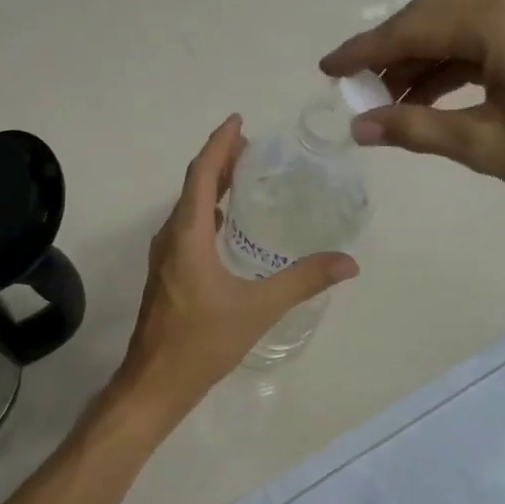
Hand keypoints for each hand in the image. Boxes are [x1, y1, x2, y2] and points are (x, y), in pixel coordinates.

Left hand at [118, 116, 357, 406]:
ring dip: (212, 186)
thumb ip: (302, 281)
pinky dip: (207, 212)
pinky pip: (187, 227)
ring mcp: (165, 257)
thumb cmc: (202, 342)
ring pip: (188, 207)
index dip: (219, 144)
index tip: (239, 121)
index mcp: (188, 235)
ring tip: (243, 175)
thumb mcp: (258, 309)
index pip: (202, 175)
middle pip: (194, 185)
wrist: (156, 382)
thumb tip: (348, 263)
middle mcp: (171, 238)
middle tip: (252, 146)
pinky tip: (226, 225)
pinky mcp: (167, 274)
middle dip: (219, 160)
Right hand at [320, 0, 504, 216]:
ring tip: (387, 100)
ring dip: (419, 58)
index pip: (414, 26)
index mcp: (501, 19)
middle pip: (432, 15)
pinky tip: (429, 93)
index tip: (327, 69)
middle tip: (354, 87)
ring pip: (457, 24)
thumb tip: (359, 127)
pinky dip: (451, 61)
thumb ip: (415, 130)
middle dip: (388, 51)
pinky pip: (483, 35)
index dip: (364, 50)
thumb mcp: (484, 145)